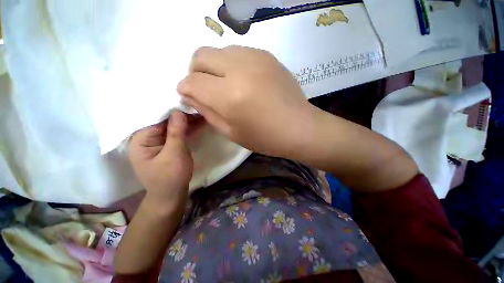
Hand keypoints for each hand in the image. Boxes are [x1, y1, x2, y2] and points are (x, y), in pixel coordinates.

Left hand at [129, 110, 192, 205]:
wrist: (171, 195)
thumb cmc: (170, 177)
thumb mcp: (174, 154)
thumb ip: (176, 132)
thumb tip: (178, 111)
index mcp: (141, 139)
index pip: (156, 118)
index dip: (173, 109)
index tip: (188, 101)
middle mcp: (148, 137)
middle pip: (166, 121)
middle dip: (183, 115)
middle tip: (199, 107)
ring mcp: (159, 141)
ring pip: (174, 126)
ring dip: (188, 121)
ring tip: (202, 113)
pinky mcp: (169, 145)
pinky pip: (178, 133)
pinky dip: (188, 128)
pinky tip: (199, 122)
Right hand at [177, 46, 316, 157]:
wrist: (299, 127)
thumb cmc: (265, 138)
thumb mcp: (231, 132)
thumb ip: (207, 111)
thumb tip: (189, 95)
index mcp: (229, 96)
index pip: (192, 82)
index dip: (185, 89)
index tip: (189, 96)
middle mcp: (240, 70)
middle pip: (201, 56)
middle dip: (195, 72)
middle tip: (204, 88)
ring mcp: (256, 58)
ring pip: (219, 51)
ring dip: (214, 67)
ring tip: (225, 85)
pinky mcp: (267, 56)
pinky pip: (238, 52)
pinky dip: (232, 64)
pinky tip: (243, 79)